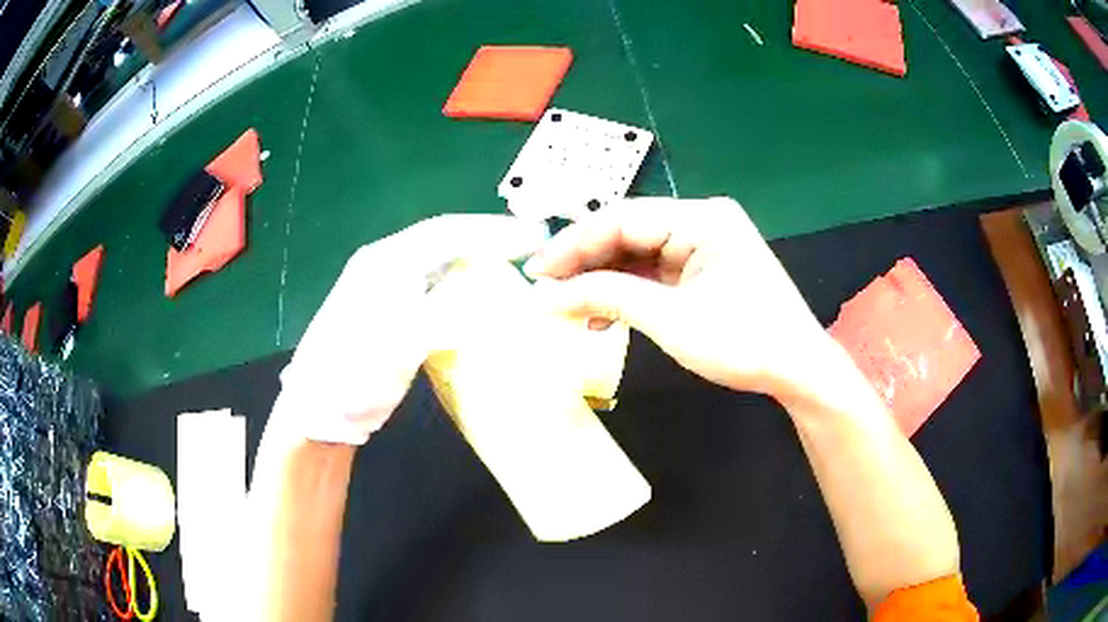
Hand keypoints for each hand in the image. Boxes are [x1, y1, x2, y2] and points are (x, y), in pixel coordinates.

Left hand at [274, 214, 547, 444]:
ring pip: (442, 267)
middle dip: (489, 240)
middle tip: (532, 249)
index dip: (492, 230)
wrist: (317, 415)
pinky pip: (437, 293)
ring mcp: (388, 294)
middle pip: (445, 242)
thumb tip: (502, 302)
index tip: (534, 236)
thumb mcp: (399, 340)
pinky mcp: (394, 321)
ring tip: (516, 268)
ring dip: (479, 263)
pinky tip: (484, 301)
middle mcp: (386, 267)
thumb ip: (451, 314)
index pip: (446, 231)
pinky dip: (466, 290)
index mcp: (384, 261)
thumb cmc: (352, 373)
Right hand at [525, 197, 831, 399]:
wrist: (797, 370)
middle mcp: (700, 221)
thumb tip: (548, 295)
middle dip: (584, 264)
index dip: (573, 244)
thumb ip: (607, 298)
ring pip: (636, 254)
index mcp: (701, 217)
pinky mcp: (702, 269)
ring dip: (602, 281)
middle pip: (627, 233)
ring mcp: (702, 245)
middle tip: (544, 292)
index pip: (621, 218)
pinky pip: (653, 272)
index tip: (536, 273)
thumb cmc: (744, 342)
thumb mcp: (671, 320)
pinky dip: (626, 292)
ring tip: (569, 310)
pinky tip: (603, 317)